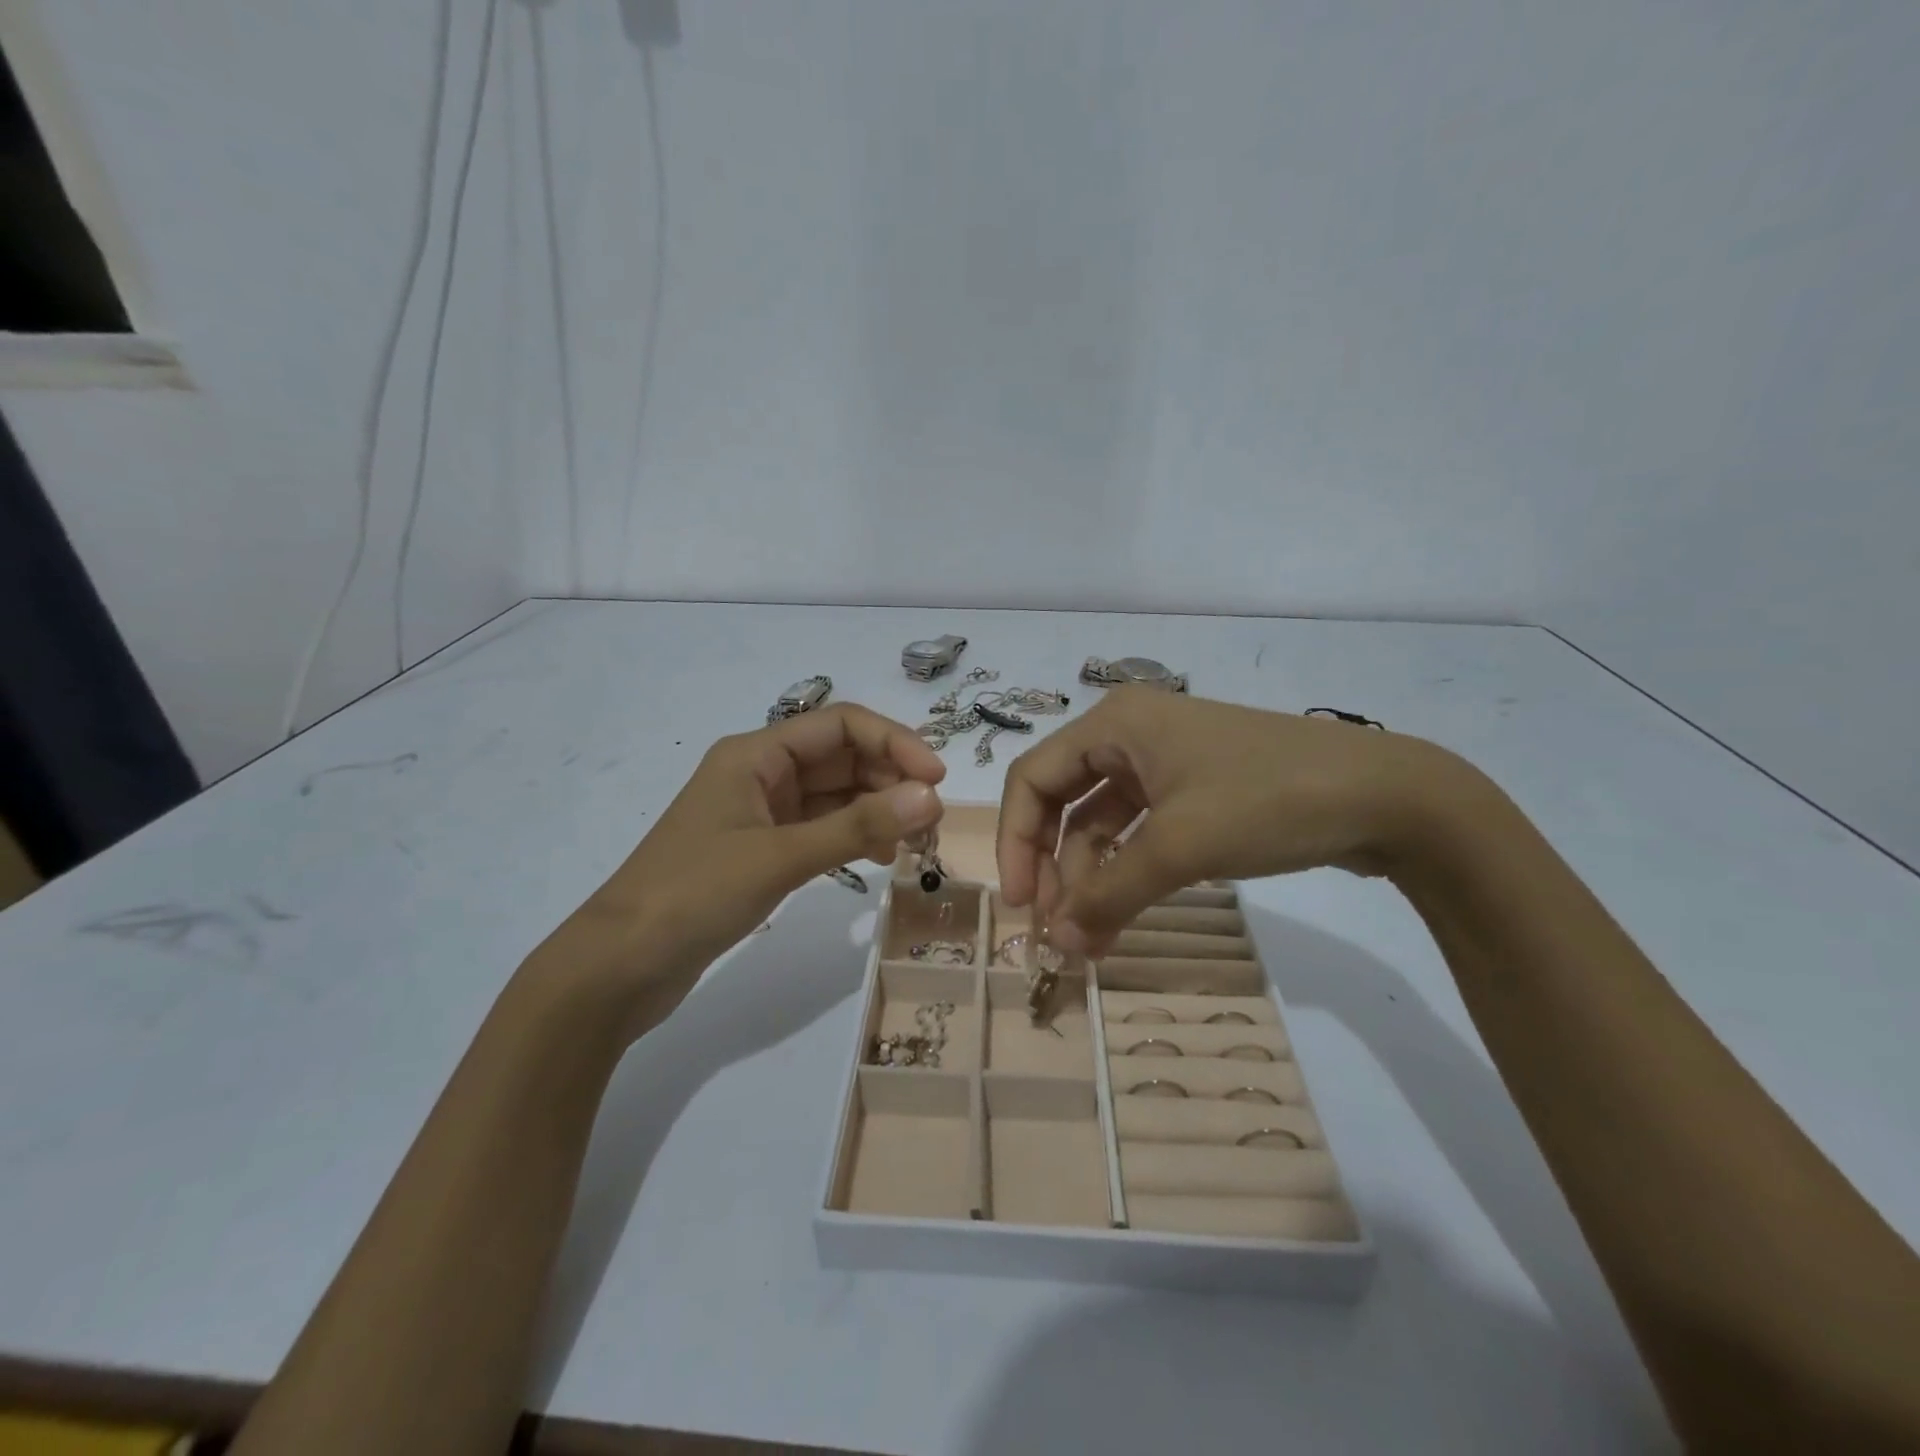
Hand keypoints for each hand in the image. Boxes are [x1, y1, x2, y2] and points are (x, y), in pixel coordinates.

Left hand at [531, 704, 945, 1028]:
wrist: (618, 967)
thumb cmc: (693, 895)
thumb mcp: (780, 856)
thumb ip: (858, 826)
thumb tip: (931, 796)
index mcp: (755, 754)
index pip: (840, 724)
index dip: (894, 743)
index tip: (936, 779)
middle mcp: (760, 773)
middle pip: (841, 757)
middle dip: (890, 779)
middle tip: (932, 820)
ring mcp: (760, 813)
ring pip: (835, 795)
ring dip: (877, 809)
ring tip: (914, 842)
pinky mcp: (761, 850)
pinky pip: (821, 828)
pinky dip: (854, 836)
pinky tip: (880, 858)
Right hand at [996, 688, 1466, 954]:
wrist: (1387, 796)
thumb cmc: (1268, 799)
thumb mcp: (1181, 845)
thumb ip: (1109, 894)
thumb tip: (1057, 943)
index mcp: (1114, 723)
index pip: (1033, 778)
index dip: (1015, 840)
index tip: (1021, 904)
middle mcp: (1130, 734)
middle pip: (1063, 801)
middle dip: (1055, 865)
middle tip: (1057, 928)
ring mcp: (1163, 763)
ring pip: (1101, 823)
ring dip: (1092, 879)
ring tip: (1091, 940)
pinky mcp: (1193, 792)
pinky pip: (1138, 832)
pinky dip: (1126, 873)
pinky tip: (1122, 916)